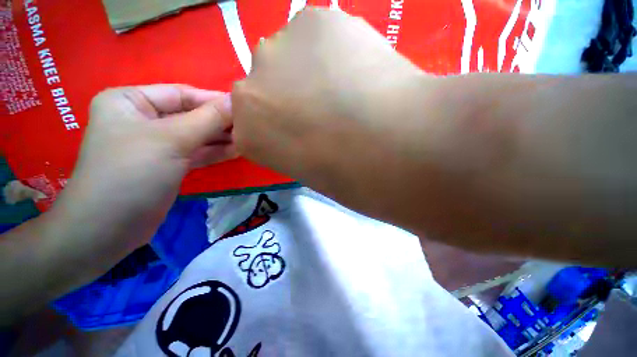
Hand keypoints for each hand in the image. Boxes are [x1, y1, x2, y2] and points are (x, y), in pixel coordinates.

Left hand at [58, 85, 235, 251]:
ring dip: (221, 138)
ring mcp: (157, 144)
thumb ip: (208, 119)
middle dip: (220, 121)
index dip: (214, 100)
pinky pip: (196, 152)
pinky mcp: (169, 165)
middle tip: (249, 125)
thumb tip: (235, 101)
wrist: (110, 228)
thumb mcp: (172, 139)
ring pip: (196, 136)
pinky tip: (237, 150)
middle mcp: (143, 119)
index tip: (243, 106)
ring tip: (248, 138)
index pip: (181, 94)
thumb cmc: (132, 172)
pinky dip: (216, 152)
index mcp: (131, 101)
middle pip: (191, 115)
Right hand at [231, 8, 428, 218]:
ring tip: (346, 88)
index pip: (255, 125)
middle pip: (267, 85)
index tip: (304, 132)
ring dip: (311, 70)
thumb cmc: (346, 175)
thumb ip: (294, 148)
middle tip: (326, 110)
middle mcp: (250, 88)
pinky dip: (335, 49)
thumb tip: (305, 131)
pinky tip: (358, 68)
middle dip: (292, 96)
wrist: (387, 145)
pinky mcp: (313, 21)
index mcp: (248, 132)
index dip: (283, 127)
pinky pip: (319, 34)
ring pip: (290, 55)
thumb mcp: (310, 173)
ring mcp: (277, 47)